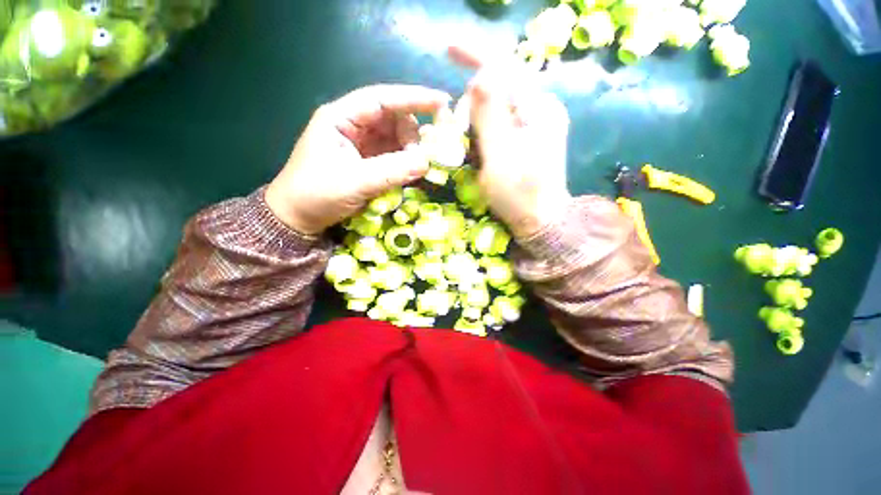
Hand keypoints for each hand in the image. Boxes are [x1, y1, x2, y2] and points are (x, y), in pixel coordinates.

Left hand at [266, 85, 450, 234]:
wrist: (298, 218)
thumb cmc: (316, 194)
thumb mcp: (354, 182)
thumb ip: (391, 171)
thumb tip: (426, 162)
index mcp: (341, 118)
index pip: (381, 99)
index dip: (413, 98)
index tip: (443, 101)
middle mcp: (353, 127)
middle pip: (392, 119)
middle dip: (412, 134)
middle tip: (427, 155)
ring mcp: (361, 145)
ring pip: (395, 138)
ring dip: (410, 151)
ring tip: (417, 168)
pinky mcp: (367, 162)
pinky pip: (392, 156)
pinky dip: (405, 162)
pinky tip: (411, 172)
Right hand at [449, 46, 571, 238]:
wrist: (539, 220)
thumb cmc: (519, 194)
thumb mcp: (499, 155)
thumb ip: (489, 114)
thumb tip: (480, 77)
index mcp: (537, 109)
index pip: (505, 68)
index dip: (476, 56)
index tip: (448, 49)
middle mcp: (540, 110)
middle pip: (499, 89)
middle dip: (473, 104)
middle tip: (456, 132)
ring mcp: (535, 125)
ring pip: (498, 108)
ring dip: (477, 121)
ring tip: (469, 148)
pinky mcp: (529, 139)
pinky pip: (501, 125)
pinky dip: (485, 132)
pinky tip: (480, 149)